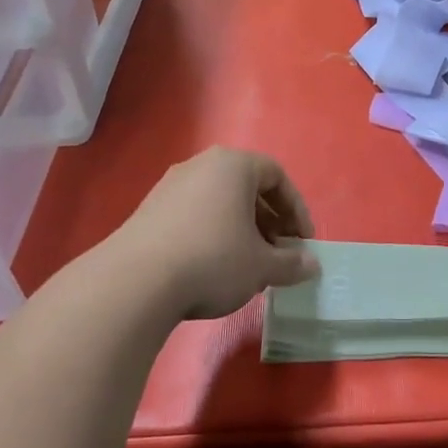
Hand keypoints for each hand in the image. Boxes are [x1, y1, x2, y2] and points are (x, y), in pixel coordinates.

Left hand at [114, 147, 319, 319]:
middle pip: (247, 187)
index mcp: (233, 165)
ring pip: (220, 201)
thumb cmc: (213, 260)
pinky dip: (213, 234)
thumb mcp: (262, 266)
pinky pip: (194, 214)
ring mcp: (170, 186)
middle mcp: (200, 165)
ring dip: (242, 229)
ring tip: (249, 264)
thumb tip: (312, 265)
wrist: (135, 281)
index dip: (297, 209)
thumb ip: (292, 263)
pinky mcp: (148, 210)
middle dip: (270, 221)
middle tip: (279, 253)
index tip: (303, 242)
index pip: (277, 176)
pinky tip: (214, 268)